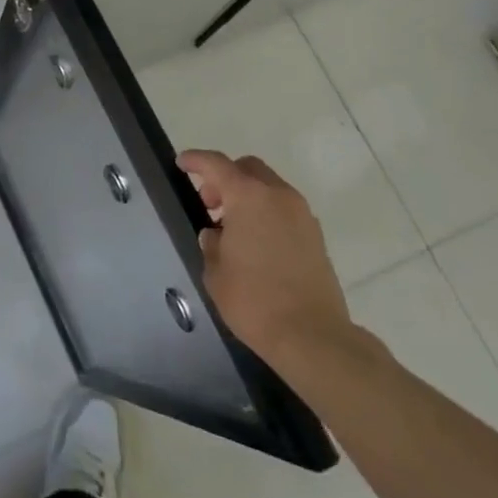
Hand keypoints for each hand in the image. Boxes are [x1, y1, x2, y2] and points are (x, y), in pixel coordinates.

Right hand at [176, 150, 358, 369]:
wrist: (313, 337)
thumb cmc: (254, 301)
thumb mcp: (215, 273)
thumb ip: (211, 244)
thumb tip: (217, 236)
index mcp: (248, 196)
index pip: (216, 164)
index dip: (196, 160)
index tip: (182, 163)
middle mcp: (278, 196)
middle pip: (247, 168)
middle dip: (225, 178)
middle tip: (210, 204)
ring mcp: (302, 215)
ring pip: (269, 188)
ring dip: (248, 196)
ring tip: (233, 229)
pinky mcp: (316, 237)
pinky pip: (285, 209)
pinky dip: (267, 213)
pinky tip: (257, 244)